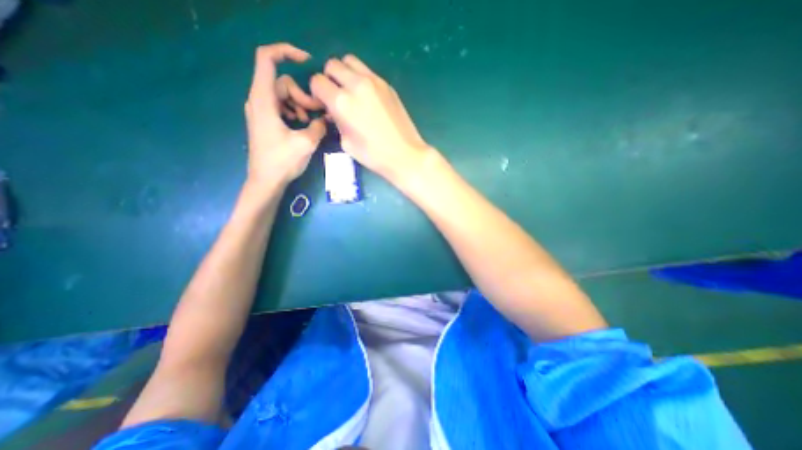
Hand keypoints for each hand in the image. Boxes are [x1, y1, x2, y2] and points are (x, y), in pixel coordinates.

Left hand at [248, 42, 327, 186]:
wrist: (266, 181)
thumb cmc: (282, 162)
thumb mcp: (306, 143)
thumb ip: (318, 126)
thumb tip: (326, 119)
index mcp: (264, 100)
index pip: (267, 58)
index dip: (286, 52)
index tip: (307, 61)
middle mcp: (259, 100)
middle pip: (283, 82)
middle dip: (303, 95)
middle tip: (317, 114)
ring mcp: (261, 111)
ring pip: (284, 95)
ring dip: (301, 105)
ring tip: (309, 123)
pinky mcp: (265, 120)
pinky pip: (282, 106)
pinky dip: (294, 112)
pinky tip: (302, 126)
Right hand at [309, 53, 435, 182]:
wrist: (405, 154)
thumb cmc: (374, 156)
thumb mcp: (346, 143)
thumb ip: (336, 121)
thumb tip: (333, 111)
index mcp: (342, 102)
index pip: (317, 81)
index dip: (317, 93)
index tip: (323, 103)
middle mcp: (356, 85)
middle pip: (332, 64)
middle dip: (329, 79)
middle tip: (336, 96)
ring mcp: (374, 81)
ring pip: (350, 61)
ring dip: (345, 73)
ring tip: (351, 92)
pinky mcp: (387, 85)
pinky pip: (367, 71)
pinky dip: (361, 78)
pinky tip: (367, 97)